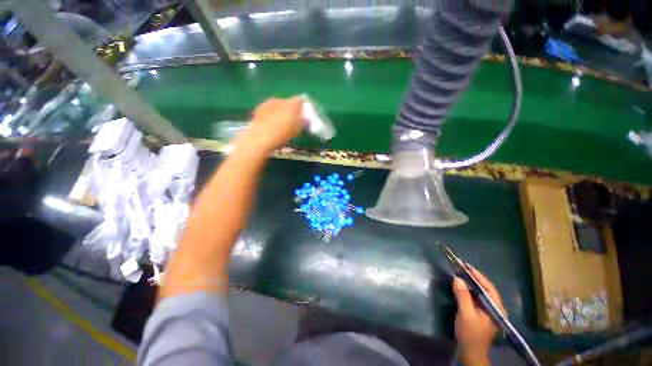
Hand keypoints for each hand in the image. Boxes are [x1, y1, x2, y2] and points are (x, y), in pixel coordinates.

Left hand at [240, 97, 302, 152]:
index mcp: (291, 104)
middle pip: (288, 103)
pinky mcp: (258, 109)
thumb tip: (305, 118)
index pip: (300, 100)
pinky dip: (271, 115)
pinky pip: (269, 110)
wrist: (260, 137)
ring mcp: (268, 103)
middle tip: (293, 121)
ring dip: (280, 112)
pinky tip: (271, 125)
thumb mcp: (297, 130)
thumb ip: (303, 121)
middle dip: (291, 110)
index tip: (304, 115)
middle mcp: (280, 100)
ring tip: (281, 124)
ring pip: (278, 106)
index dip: (303, 107)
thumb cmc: (282, 134)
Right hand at [453, 266, 505, 365]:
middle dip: (473, 278)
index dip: (478, 276)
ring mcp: (489, 312)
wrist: (470, 352)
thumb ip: (462, 296)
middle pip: (485, 289)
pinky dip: (468, 291)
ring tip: (459, 274)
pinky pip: (476, 298)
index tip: (466, 265)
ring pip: (480, 293)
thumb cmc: (470, 333)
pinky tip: (461, 287)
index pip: (489, 288)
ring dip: (470, 284)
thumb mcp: (466, 314)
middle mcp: (495, 308)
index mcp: (496, 309)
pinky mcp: (482, 314)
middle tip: (461, 267)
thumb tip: (457, 278)